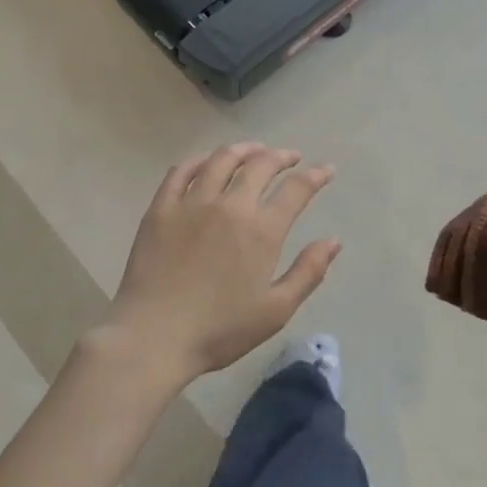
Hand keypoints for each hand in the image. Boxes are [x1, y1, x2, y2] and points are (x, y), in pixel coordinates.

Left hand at [99, 143, 340, 387]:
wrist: (153, 336)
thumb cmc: (219, 330)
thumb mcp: (275, 310)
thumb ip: (308, 272)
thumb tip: (334, 241)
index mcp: (261, 231)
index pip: (295, 190)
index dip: (315, 176)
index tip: (326, 169)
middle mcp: (229, 206)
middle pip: (260, 165)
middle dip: (281, 156)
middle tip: (291, 157)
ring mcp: (191, 203)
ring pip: (221, 160)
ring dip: (244, 149)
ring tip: (254, 150)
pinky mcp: (161, 208)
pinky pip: (182, 171)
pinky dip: (200, 160)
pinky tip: (207, 162)